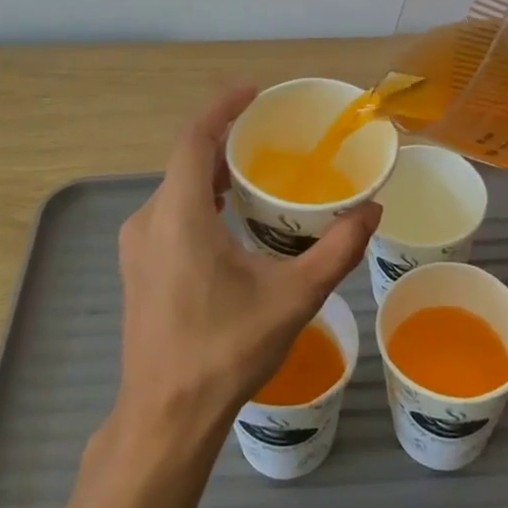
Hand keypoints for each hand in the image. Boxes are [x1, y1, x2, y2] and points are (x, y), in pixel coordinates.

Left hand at [111, 87, 379, 442]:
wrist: (165, 416)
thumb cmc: (226, 351)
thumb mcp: (292, 298)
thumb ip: (336, 250)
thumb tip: (371, 211)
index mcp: (179, 215)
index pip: (195, 138)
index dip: (222, 108)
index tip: (253, 92)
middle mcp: (149, 219)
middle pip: (185, 160)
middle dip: (224, 139)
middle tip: (268, 133)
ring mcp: (136, 244)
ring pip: (175, 187)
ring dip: (211, 171)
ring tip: (254, 171)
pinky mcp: (136, 265)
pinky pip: (168, 212)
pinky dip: (197, 198)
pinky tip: (228, 217)